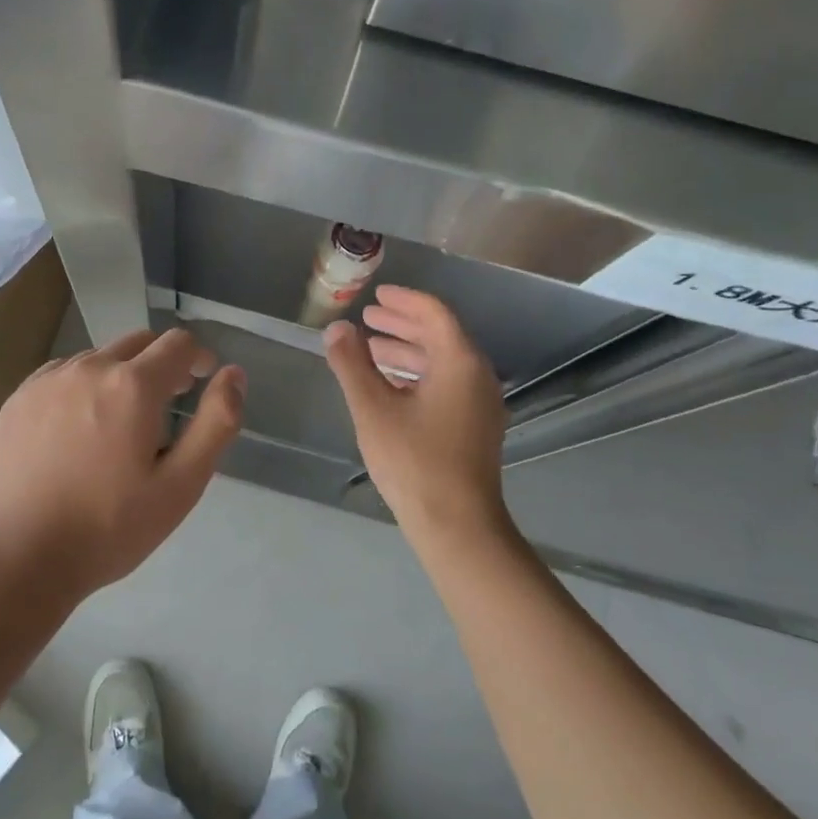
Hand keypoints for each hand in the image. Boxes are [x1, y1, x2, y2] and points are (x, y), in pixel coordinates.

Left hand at [0, 328, 244, 598]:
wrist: (18, 555)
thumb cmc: (109, 527)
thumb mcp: (180, 485)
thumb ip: (215, 423)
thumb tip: (233, 374)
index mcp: (132, 385)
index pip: (178, 343)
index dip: (198, 358)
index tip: (201, 384)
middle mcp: (88, 367)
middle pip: (139, 343)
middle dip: (162, 364)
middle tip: (168, 406)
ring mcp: (47, 380)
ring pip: (99, 357)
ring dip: (121, 375)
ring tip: (121, 424)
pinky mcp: (18, 398)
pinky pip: (64, 374)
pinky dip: (84, 386)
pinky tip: (79, 429)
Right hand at [324, 286, 507, 537]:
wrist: (456, 523)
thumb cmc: (413, 461)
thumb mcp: (373, 409)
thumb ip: (352, 364)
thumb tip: (336, 329)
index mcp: (460, 363)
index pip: (434, 314)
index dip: (404, 300)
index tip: (376, 294)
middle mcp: (477, 376)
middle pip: (441, 335)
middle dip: (403, 324)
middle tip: (369, 317)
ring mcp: (480, 404)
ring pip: (443, 362)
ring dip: (408, 350)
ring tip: (372, 349)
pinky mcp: (475, 426)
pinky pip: (447, 384)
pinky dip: (418, 375)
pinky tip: (391, 386)